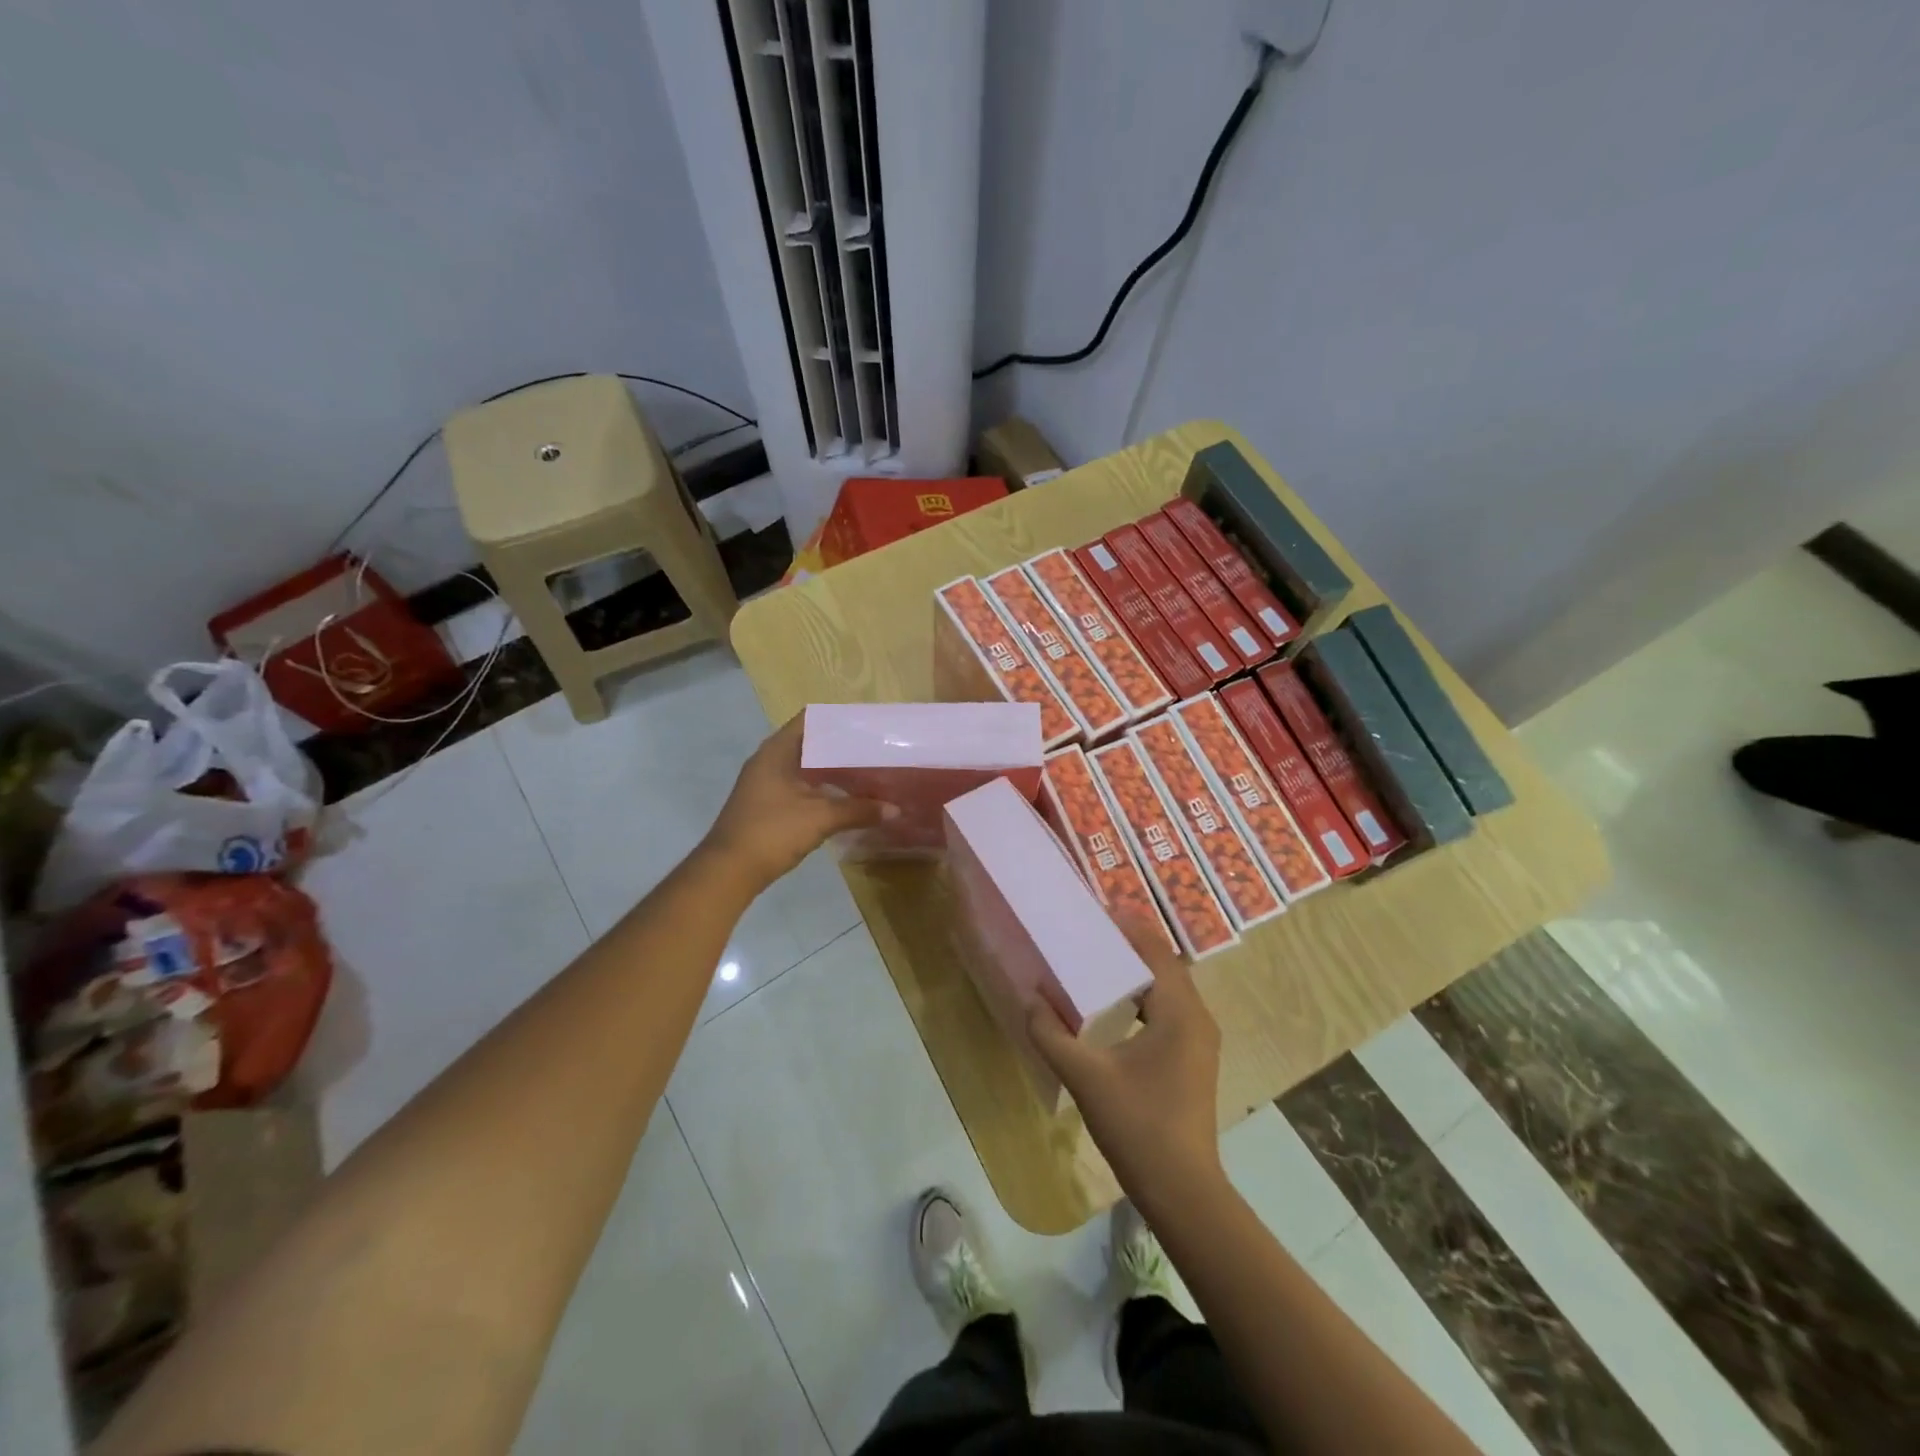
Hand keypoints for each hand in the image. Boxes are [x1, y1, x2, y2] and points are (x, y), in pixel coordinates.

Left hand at [702, 715, 893, 888]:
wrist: (729, 871)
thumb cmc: (773, 831)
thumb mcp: (821, 818)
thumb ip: (859, 810)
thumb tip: (895, 809)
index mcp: (777, 751)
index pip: (809, 719)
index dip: (838, 719)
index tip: (866, 724)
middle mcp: (768, 760)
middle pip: (809, 743)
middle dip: (840, 747)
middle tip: (873, 749)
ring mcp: (764, 783)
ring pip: (804, 767)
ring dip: (831, 769)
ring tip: (865, 771)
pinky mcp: (766, 804)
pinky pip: (799, 786)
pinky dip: (821, 787)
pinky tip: (843, 798)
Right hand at [1027, 918, 1224, 1203]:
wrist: (1183, 1191)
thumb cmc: (1138, 1127)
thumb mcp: (1086, 1078)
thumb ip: (1052, 1035)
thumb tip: (1031, 999)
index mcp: (1180, 1012)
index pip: (1156, 951)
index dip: (1128, 927)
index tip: (1093, 913)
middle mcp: (1197, 1017)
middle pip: (1163, 965)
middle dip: (1127, 946)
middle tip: (1085, 934)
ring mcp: (1199, 1040)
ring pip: (1167, 988)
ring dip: (1135, 972)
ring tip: (1093, 962)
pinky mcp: (1193, 1058)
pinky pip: (1168, 1010)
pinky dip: (1141, 997)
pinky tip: (1111, 1008)